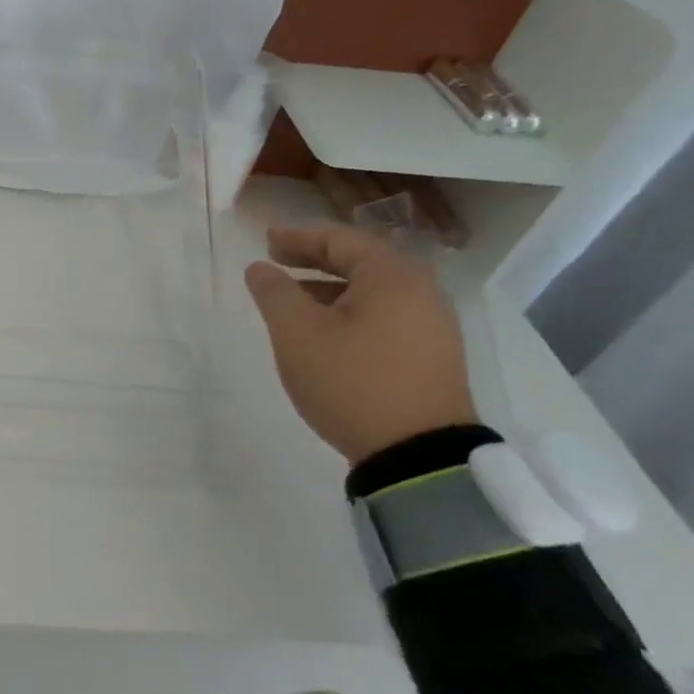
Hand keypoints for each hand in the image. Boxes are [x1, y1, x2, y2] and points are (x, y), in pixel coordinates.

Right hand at [243, 225, 477, 463]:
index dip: (298, 238)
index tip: (266, 242)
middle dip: (315, 260)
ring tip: (294, 300)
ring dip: (330, 289)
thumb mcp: (297, 333)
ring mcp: (432, 326)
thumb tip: (260, 268)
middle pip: (361, 262)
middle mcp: (421, 292)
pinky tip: (326, 332)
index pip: (340, 240)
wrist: (417, 455)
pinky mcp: (431, 356)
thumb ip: (274, 292)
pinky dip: (350, 312)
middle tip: (278, 263)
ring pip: (372, 292)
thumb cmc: (351, 380)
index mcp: (392, 276)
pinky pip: (384, 316)